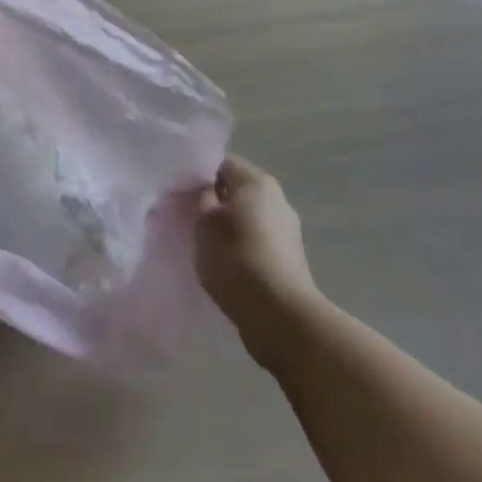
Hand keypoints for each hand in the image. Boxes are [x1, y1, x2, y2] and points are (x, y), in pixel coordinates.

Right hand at [195, 156, 320, 366]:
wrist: (280, 316)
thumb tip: (210, 193)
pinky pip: (261, 243)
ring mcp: (289, 231)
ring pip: (251, 219)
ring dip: (233, 229)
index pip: (223, 165)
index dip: (203, 179)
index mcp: (257, 181)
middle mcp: (278, 199)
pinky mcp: (293, 261)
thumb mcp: (204, 222)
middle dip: (219, 205)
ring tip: (213, 251)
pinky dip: (246, 251)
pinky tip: (232, 269)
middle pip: (240, 192)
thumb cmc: (236, 258)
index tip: (189, 199)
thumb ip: (203, 199)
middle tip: (197, 224)